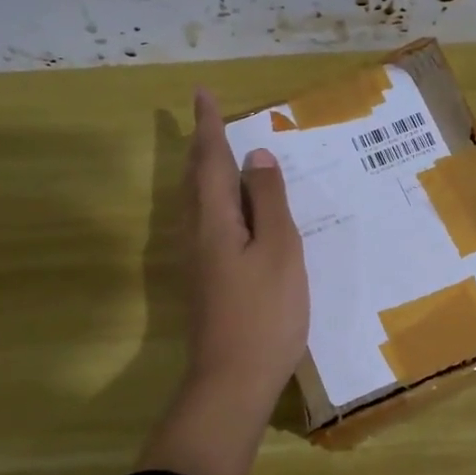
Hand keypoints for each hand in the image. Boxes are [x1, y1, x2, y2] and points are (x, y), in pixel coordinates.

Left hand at [180, 87, 308, 418]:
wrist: (233, 380)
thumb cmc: (264, 313)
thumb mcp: (279, 250)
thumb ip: (270, 202)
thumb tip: (257, 157)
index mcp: (214, 219)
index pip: (211, 160)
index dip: (209, 126)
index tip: (202, 94)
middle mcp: (196, 232)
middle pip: (196, 178)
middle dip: (202, 146)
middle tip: (209, 119)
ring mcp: (196, 259)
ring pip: (196, 201)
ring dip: (205, 171)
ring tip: (219, 154)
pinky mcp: (204, 279)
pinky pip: (205, 221)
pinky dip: (215, 199)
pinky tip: (230, 210)